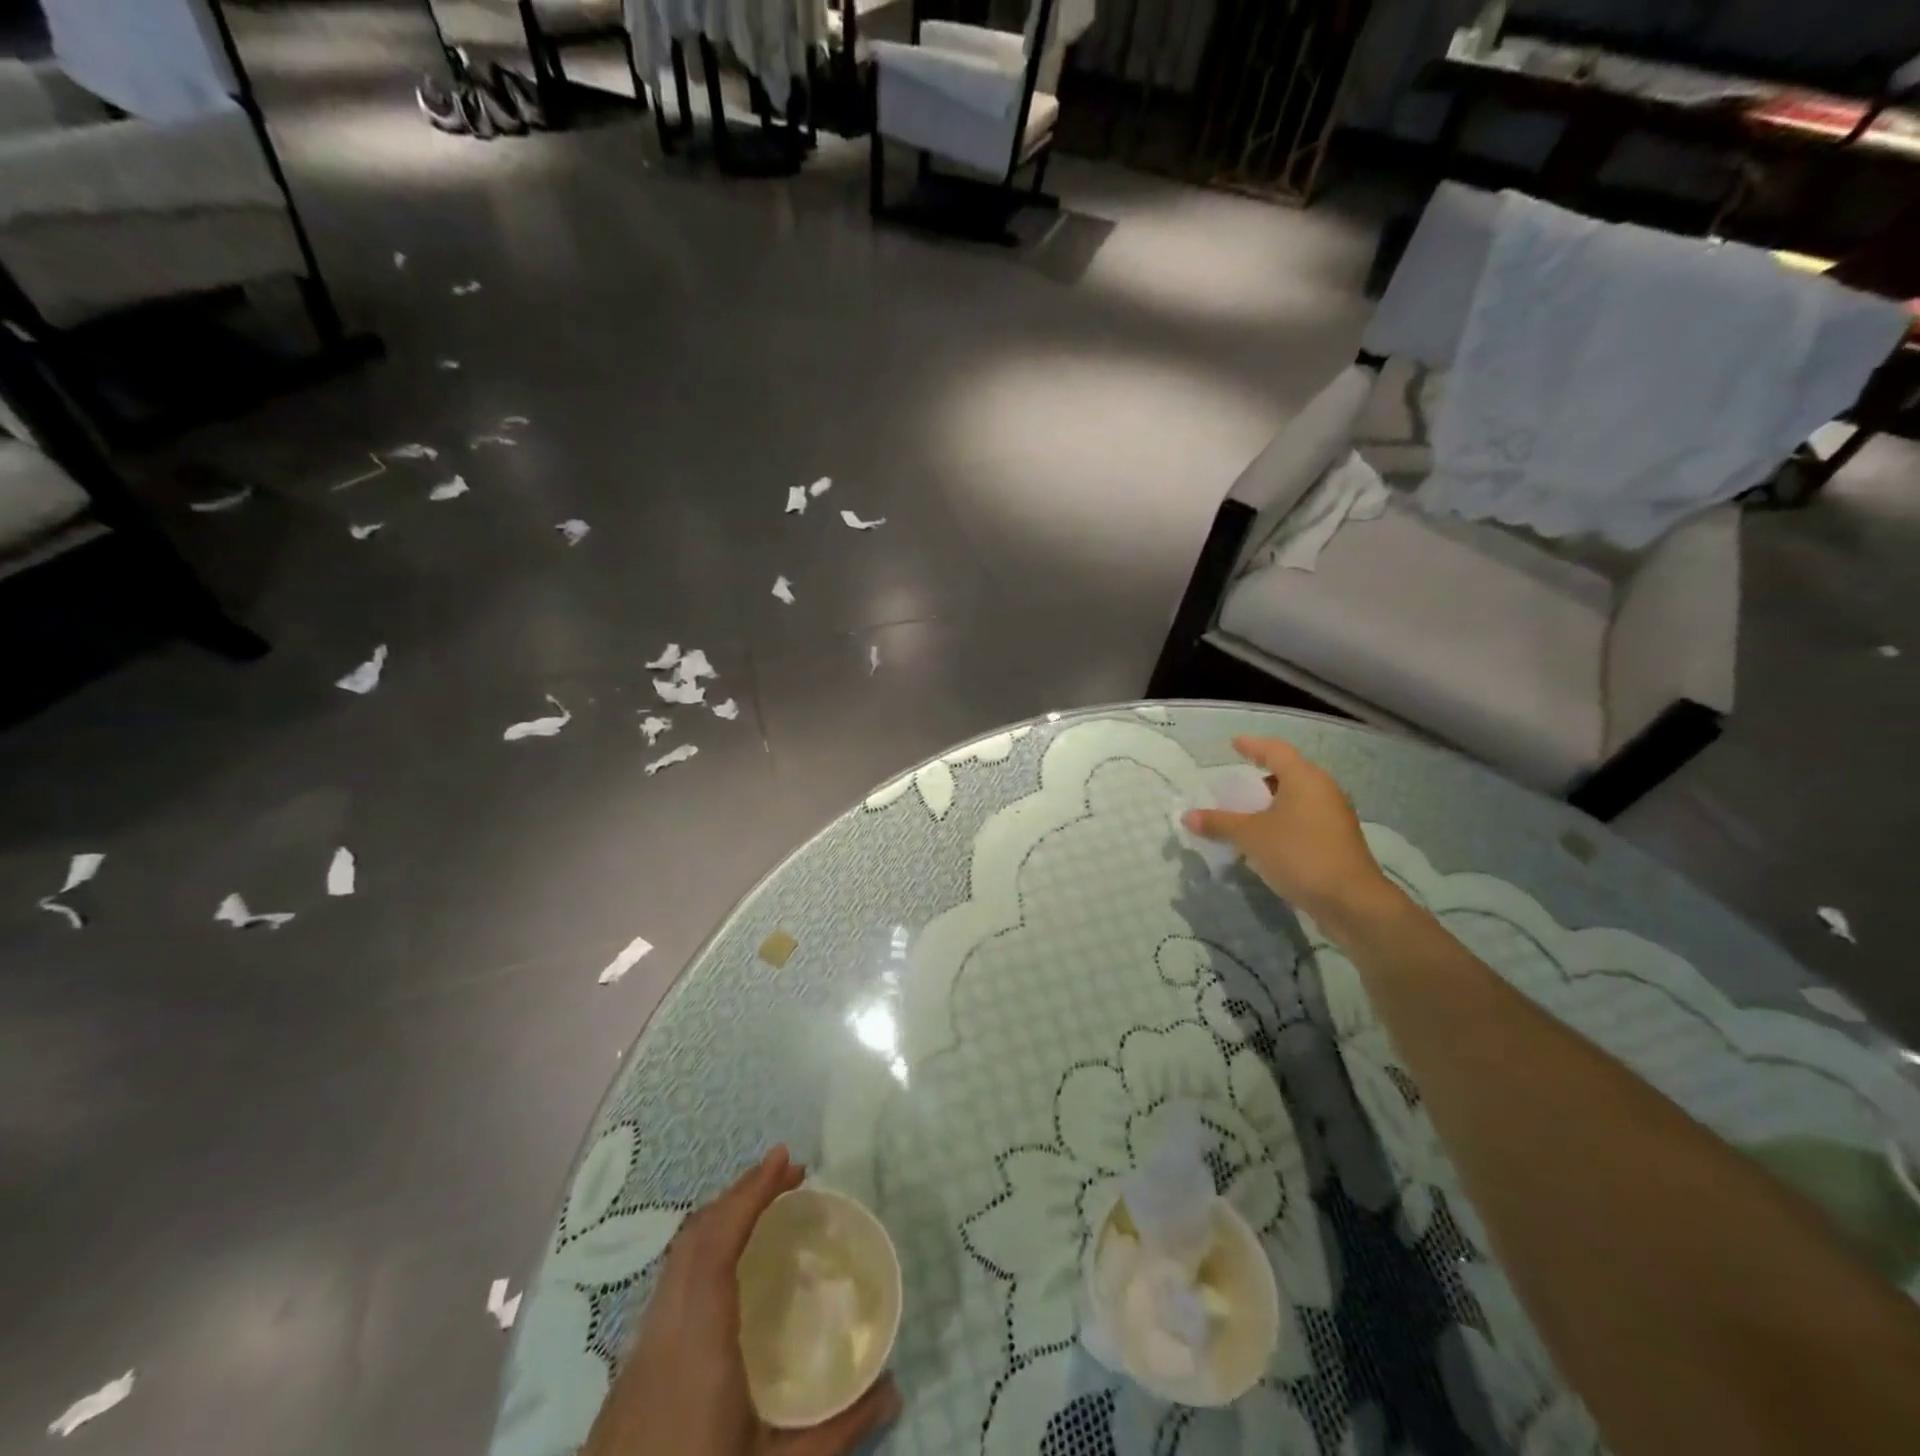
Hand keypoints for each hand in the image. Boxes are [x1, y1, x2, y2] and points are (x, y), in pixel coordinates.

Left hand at [583, 1147, 901, 1455]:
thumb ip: (837, 1434)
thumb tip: (894, 1387)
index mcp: (698, 1344)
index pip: (717, 1243)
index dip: (750, 1194)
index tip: (786, 1159)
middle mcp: (665, 1330)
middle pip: (696, 1236)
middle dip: (741, 1193)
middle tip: (789, 1175)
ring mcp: (640, 1347)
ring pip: (677, 1255)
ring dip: (721, 1216)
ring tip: (764, 1206)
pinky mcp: (630, 1367)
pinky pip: (670, 1279)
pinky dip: (703, 1246)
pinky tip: (727, 1266)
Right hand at [1182, 736, 1394, 923]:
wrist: (1350, 900)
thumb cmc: (1298, 854)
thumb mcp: (1250, 836)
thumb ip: (1219, 823)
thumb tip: (1188, 816)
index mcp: (1304, 778)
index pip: (1275, 750)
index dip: (1253, 745)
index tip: (1234, 743)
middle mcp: (1324, 790)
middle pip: (1289, 773)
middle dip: (1262, 777)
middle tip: (1237, 783)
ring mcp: (1334, 816)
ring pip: (1298, 799)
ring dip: (1272, 803)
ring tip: (1247, 813)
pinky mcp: (1337, 841)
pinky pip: (1304, 820)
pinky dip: (1283, 822)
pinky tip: (1266, 839)